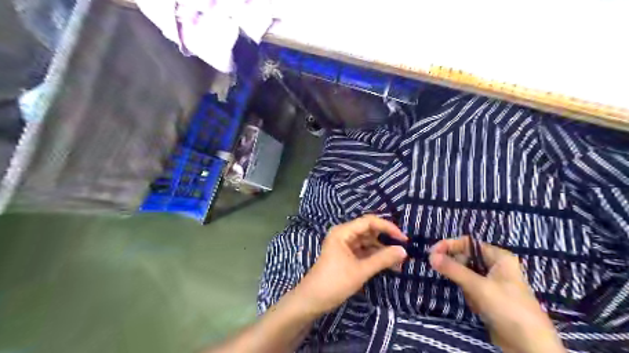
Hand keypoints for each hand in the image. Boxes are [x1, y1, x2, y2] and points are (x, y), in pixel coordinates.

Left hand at [295, 215, 408, 317]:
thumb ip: (383, 259)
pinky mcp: (346, 256)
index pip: (369, 221)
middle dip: (386, 239)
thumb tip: (404, 251)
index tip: (404, 239)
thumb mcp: (361, 270)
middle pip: (369, 231)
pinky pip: (363, 252)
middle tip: (403, 251)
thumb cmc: (335, 282)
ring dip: (382, 250)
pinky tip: (388, 265)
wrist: (312, 300)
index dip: (388, 227)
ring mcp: (344, 245)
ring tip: (399, 262)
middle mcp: (344, 235)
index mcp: (343, 232)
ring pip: (367, 242)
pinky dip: (375, 257)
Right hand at [428, 237, 565, 352]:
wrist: (529, 345)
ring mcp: (493, 281)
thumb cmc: (508, 308)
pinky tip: (479, 307)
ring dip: (465, 286)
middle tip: (449, 277)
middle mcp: (496, 266)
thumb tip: (431, 256)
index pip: (468, 243)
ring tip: (475, 299)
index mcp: (499, 257)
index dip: (449, 245)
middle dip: (458, 270)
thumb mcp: (478, 286)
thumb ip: (453, 269)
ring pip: (467, 274)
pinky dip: (470, 296)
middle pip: (466, 258)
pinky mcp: (490, 296)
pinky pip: (471, 288)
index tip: (432, 253)